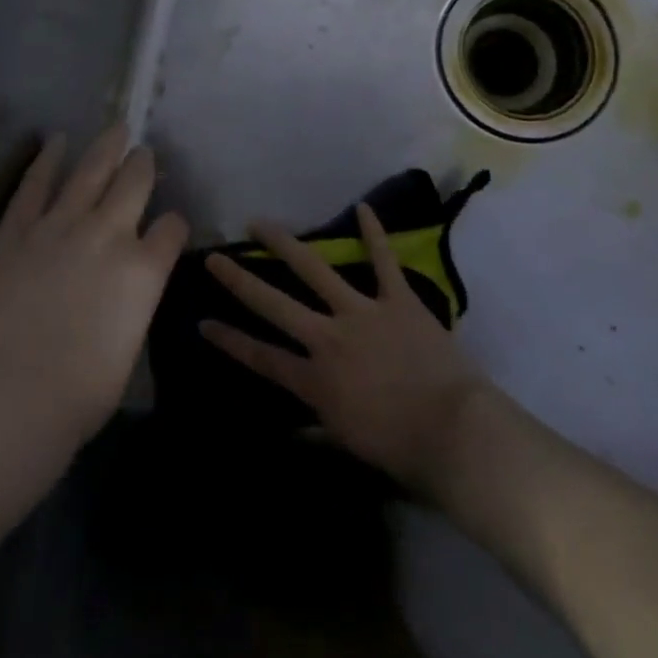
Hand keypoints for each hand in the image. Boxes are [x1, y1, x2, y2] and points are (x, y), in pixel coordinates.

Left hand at [0, 125, 187, 446]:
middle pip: (136, 182)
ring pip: (91, 170)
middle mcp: (110, 233)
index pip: (172, 227)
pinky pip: (35, 184)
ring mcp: (61, 224)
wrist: (9, 392)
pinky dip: (47, 159)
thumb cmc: (78, 393)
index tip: (168, 225)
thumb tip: (127, 292)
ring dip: (107, 147)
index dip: (173, 223)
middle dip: (143, 165)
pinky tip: (56, 141)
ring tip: (117, 128)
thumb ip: (133, 304)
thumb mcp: (129, 347)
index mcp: (145, 269)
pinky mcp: (18, 227)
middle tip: (143, 155)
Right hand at [201, 205, 490, 492]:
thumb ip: (319, 430)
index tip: (203, 321)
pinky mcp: (397, 299)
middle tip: (214, 257)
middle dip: (240, 280)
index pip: (262, 357)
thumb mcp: (350, 444)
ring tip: (260, 223)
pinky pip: (383, 260)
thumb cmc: (402, 449)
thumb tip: (293, 429)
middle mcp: (329, 339)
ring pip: (315, 269)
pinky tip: (362, 208)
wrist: (454, 433)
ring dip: (285, 244)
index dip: (230, 340)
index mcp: (316, 381)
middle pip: (275, 304)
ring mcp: (362, 312)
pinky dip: (374, 234)